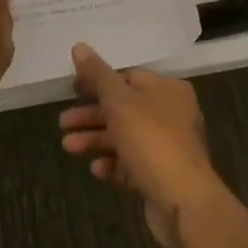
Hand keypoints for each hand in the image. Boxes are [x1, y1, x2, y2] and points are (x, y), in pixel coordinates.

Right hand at [59, 44, 228, 247]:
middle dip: (91, 115)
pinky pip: (131, 164)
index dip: (97, 81)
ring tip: (68, 147)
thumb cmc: (152, 141)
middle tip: (63, 122)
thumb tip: (79, 46)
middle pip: (123, 108)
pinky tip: (96, 169)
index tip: (72, 89)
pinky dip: (112, 164)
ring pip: (124, 137)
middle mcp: (171, 114)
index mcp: (167, 90)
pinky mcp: (161, 175)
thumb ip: (98, 75)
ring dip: (96, 140)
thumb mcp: (120, 102)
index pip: (127, 77)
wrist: (184, 201)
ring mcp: (167, 147)